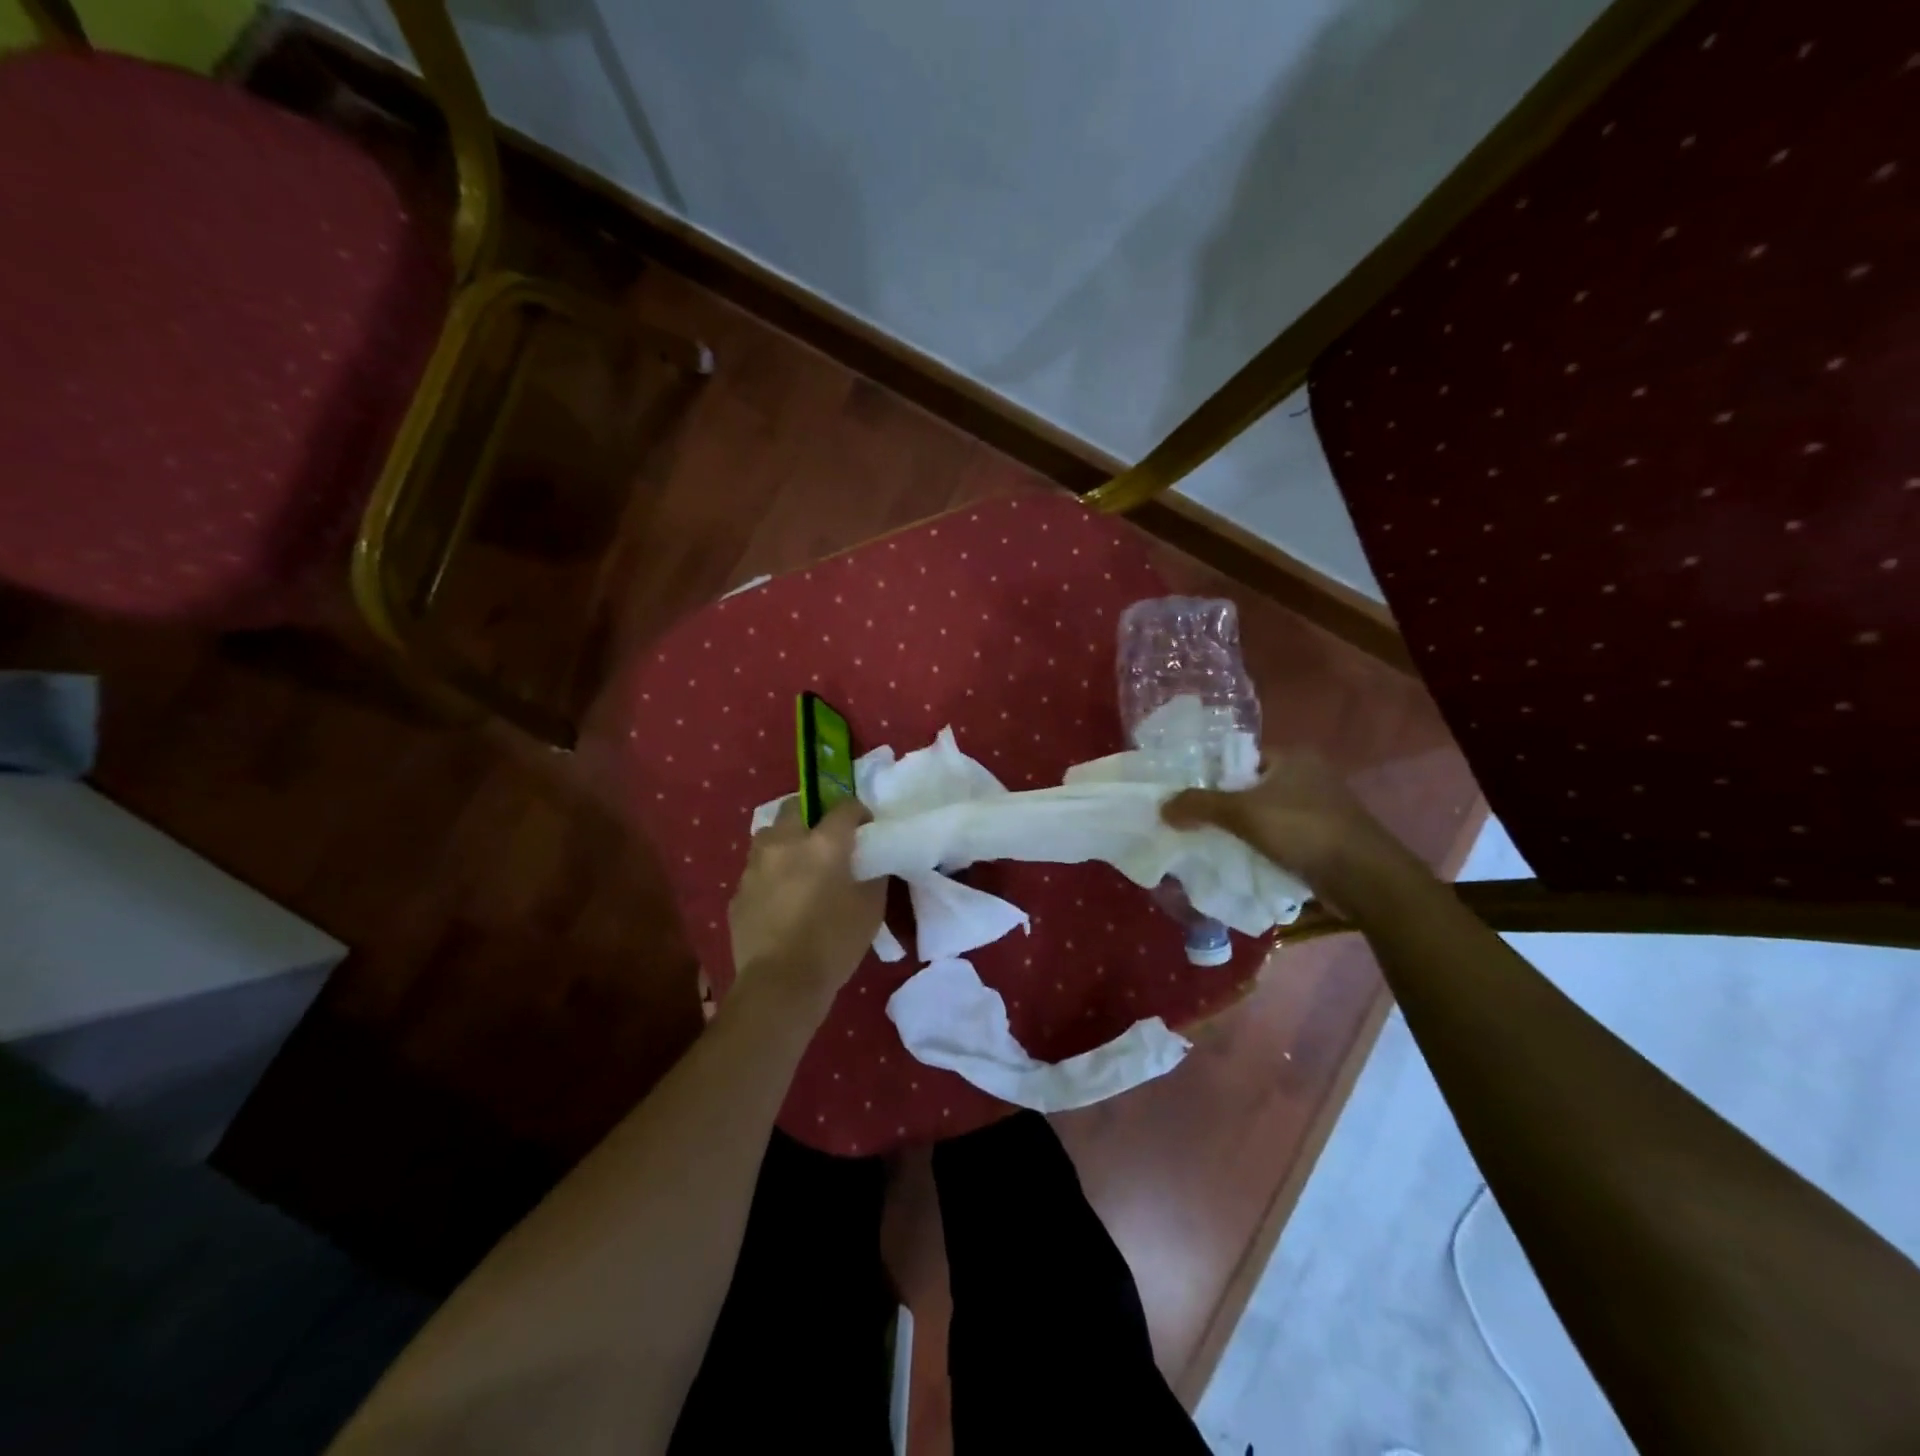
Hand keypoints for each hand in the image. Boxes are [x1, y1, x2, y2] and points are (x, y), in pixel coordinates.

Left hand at [728, 799, 884, 1013]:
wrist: (780, 984)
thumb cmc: (834, 943)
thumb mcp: (871, 908)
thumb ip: (872, 874)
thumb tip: (870, 861)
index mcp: (823, 843)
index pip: (845, 807)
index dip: (859, 814)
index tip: (865, 828)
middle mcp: (785, 843)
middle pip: (796, 808)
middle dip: (812, 816)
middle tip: (826, 841)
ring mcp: (755, 867)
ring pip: (769, 836)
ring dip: (785, 842)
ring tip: (799, 866)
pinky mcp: (738, 893)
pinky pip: (756, 871)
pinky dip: (770, 876)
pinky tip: (781, 900)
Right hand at [1162, 750, 1411, 898]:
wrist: (1365, 878)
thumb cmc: (1304, 830)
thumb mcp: (1243, 813)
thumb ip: (1199, 805)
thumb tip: (1161, 807)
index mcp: (1293, 757)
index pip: (1239, 758)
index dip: (1210, 774)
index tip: (1185, 795)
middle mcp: (1308, 776)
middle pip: (1249, 787)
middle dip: (1222, 806)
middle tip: (1190, 821)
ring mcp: (1319, 808)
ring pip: (1264, 815)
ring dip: (1240, 830)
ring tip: (1208, 843)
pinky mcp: (1323, 838)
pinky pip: (1279, 837)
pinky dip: (1260, 847)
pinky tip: (1239, 860)